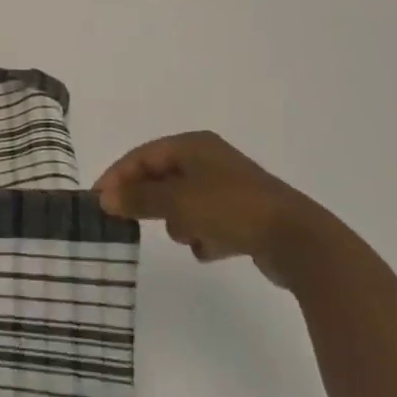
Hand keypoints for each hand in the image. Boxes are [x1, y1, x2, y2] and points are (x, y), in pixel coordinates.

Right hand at [94, 132, 326, 283]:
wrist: (297, 240)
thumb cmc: (230, 209)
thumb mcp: (177, 202)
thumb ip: (139, 199)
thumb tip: (105, 198)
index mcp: (193, 145)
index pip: (143, 155)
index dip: (118, 176)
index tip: (99, 201)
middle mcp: (210, 160)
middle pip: (163, 177)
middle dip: (148, 199)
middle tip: (126, 220)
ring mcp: (230, 187)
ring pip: (185, 201)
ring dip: (178, 220)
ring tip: (183, 237)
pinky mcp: (246, 215)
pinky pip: (209, 221)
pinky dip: (203, 234)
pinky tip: (208, 251)